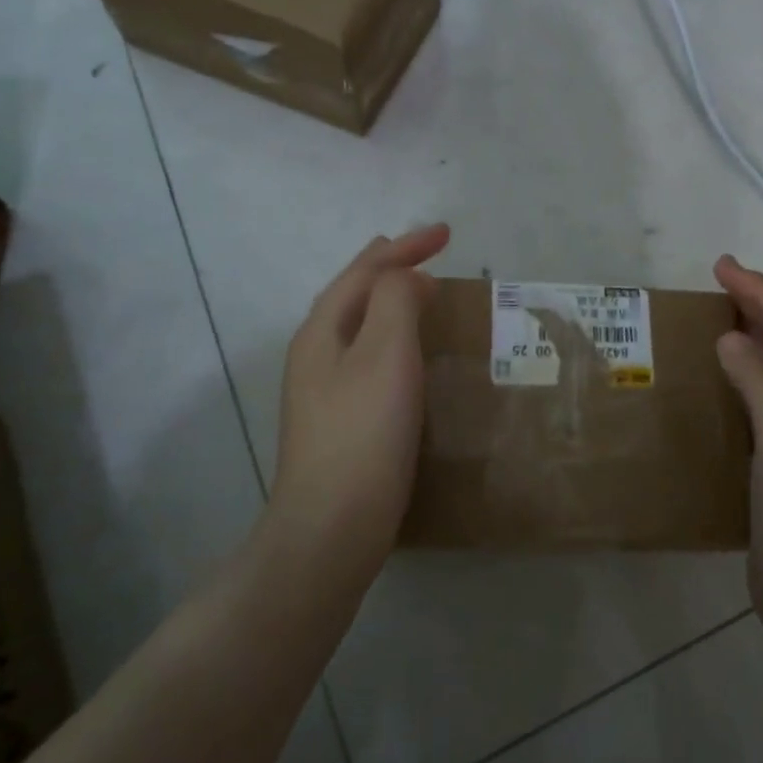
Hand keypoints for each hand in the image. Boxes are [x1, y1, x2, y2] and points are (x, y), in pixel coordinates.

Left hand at [272, 225, 450, 563]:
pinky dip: (394, 339)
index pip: (365, 271)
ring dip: (391, 302)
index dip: (405, 246)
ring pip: (361, 327)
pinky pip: (370, 359)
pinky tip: (412, 358)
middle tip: (427, 255)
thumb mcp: (385, 353)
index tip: (447, 234)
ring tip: (421, 294)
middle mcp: (315, 354)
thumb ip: (396, 300)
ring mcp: (323, 391)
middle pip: (354, 294)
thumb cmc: (363, 433)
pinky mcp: (341, 421)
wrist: (332, 527)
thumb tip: (408, 278)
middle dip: (390, 268)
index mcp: (322, 331)